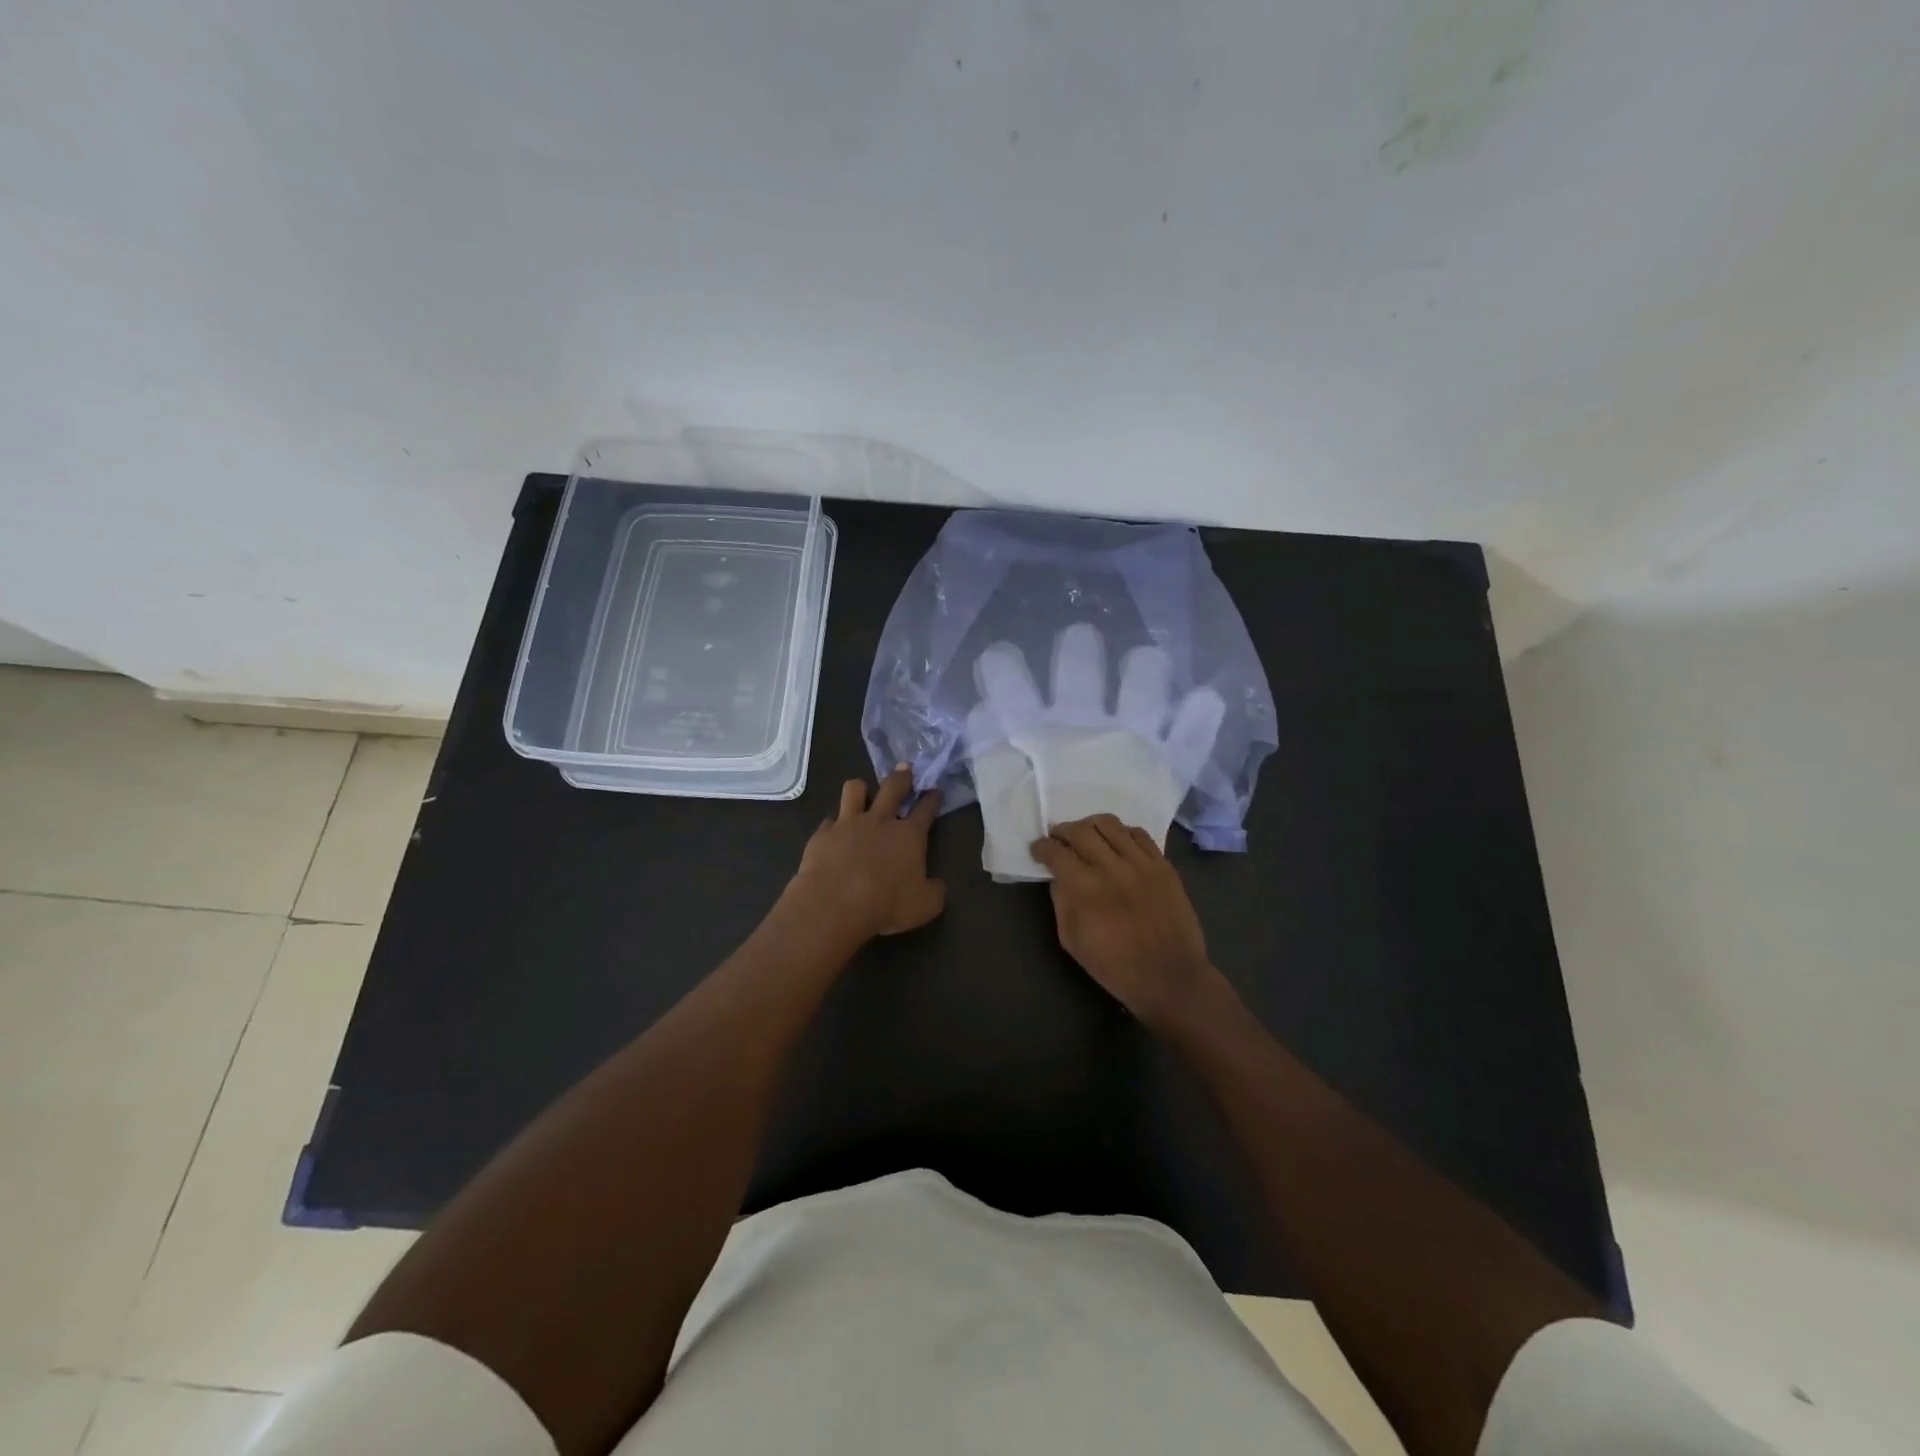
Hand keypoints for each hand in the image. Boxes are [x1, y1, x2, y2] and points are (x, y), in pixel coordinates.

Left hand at [789, 766, 945, 940]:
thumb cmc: (886, 905)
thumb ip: (934, 892)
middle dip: (901, 776)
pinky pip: (829, 820)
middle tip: (904, 768)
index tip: (935, 790)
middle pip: (893, 787)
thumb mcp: (925, 906)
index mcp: (909, 835)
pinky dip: (834, 824)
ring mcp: (848, 824)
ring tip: (862, 792)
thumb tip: (936, 886)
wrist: (834, 905)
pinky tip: (834, 832)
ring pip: (855, 789)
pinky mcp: (822, 834)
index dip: (932, 799)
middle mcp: (880, 821)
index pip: (925, 810)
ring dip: (861, 789)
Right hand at [1030, 815, 1226, 1030]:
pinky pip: (1139, 834)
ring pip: (1110, 824)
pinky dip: (1123, 833)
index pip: (1056, 852)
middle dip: (1063, 831)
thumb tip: (1058, 877)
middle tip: (1058, 839)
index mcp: (1085, 889)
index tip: (1038, 849)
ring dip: (1091, 826)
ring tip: (1087, 836)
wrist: (1170, 977)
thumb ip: (1061, 902)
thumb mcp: (1072, 941)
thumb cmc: (1115, 966)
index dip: (1041, 847)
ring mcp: (1141, 863)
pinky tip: (1117, 844)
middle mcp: (1112, 867)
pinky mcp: (1163, 865)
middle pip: (1081, 830)